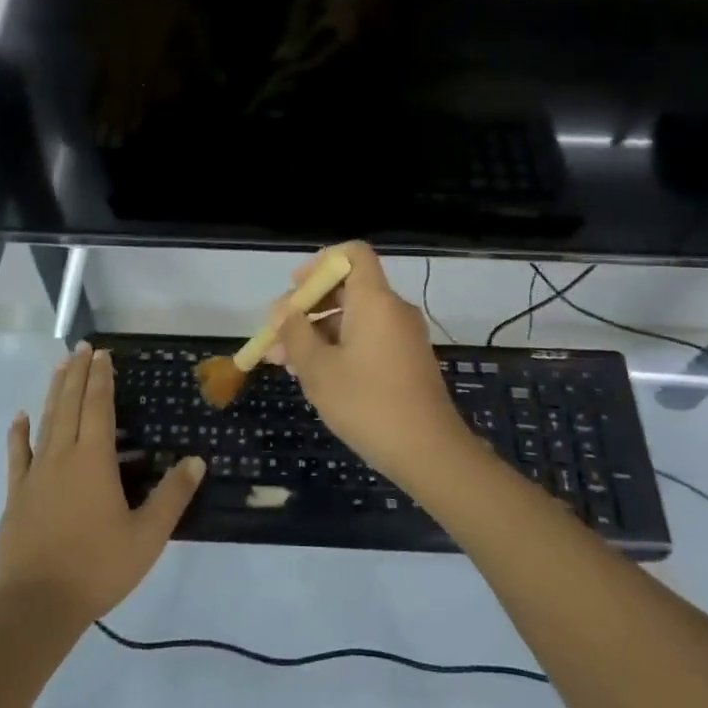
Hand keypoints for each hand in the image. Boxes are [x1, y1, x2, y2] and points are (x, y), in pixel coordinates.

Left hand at [0, 343, 205, 628]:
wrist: (36, 605)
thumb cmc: (97, 567)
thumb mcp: (147, 536)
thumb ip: (172, 496)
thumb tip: (196, 460)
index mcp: (94, 460)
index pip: (98, 406)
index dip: (101, 378)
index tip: (102, 354)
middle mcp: (62, 456)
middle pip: (69, 404)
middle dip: (77, 373)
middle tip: (81, 347)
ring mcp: (34, 473)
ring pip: (45, 421)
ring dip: (54, 392)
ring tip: (59, 367)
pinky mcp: (16, 494)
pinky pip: (17, 454)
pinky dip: (19, 432)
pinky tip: (20, 417)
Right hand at [269, 243, 469, 489]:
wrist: (429, 453)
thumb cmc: (368, 404)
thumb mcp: (318, 369)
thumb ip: (295, 334)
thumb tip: (282, 311)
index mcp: (374, 300)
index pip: (353, 254)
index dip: (321, 263)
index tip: (295, 289)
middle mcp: (392, 310)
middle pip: (347, 287)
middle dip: (308, 306)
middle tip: (277, 334)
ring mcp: (402, 336)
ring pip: (353, 317)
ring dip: (318, 332)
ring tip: (285, 362)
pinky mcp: (406, 361)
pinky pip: (367, 338)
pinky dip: (339, 346)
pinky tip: (314, 375)